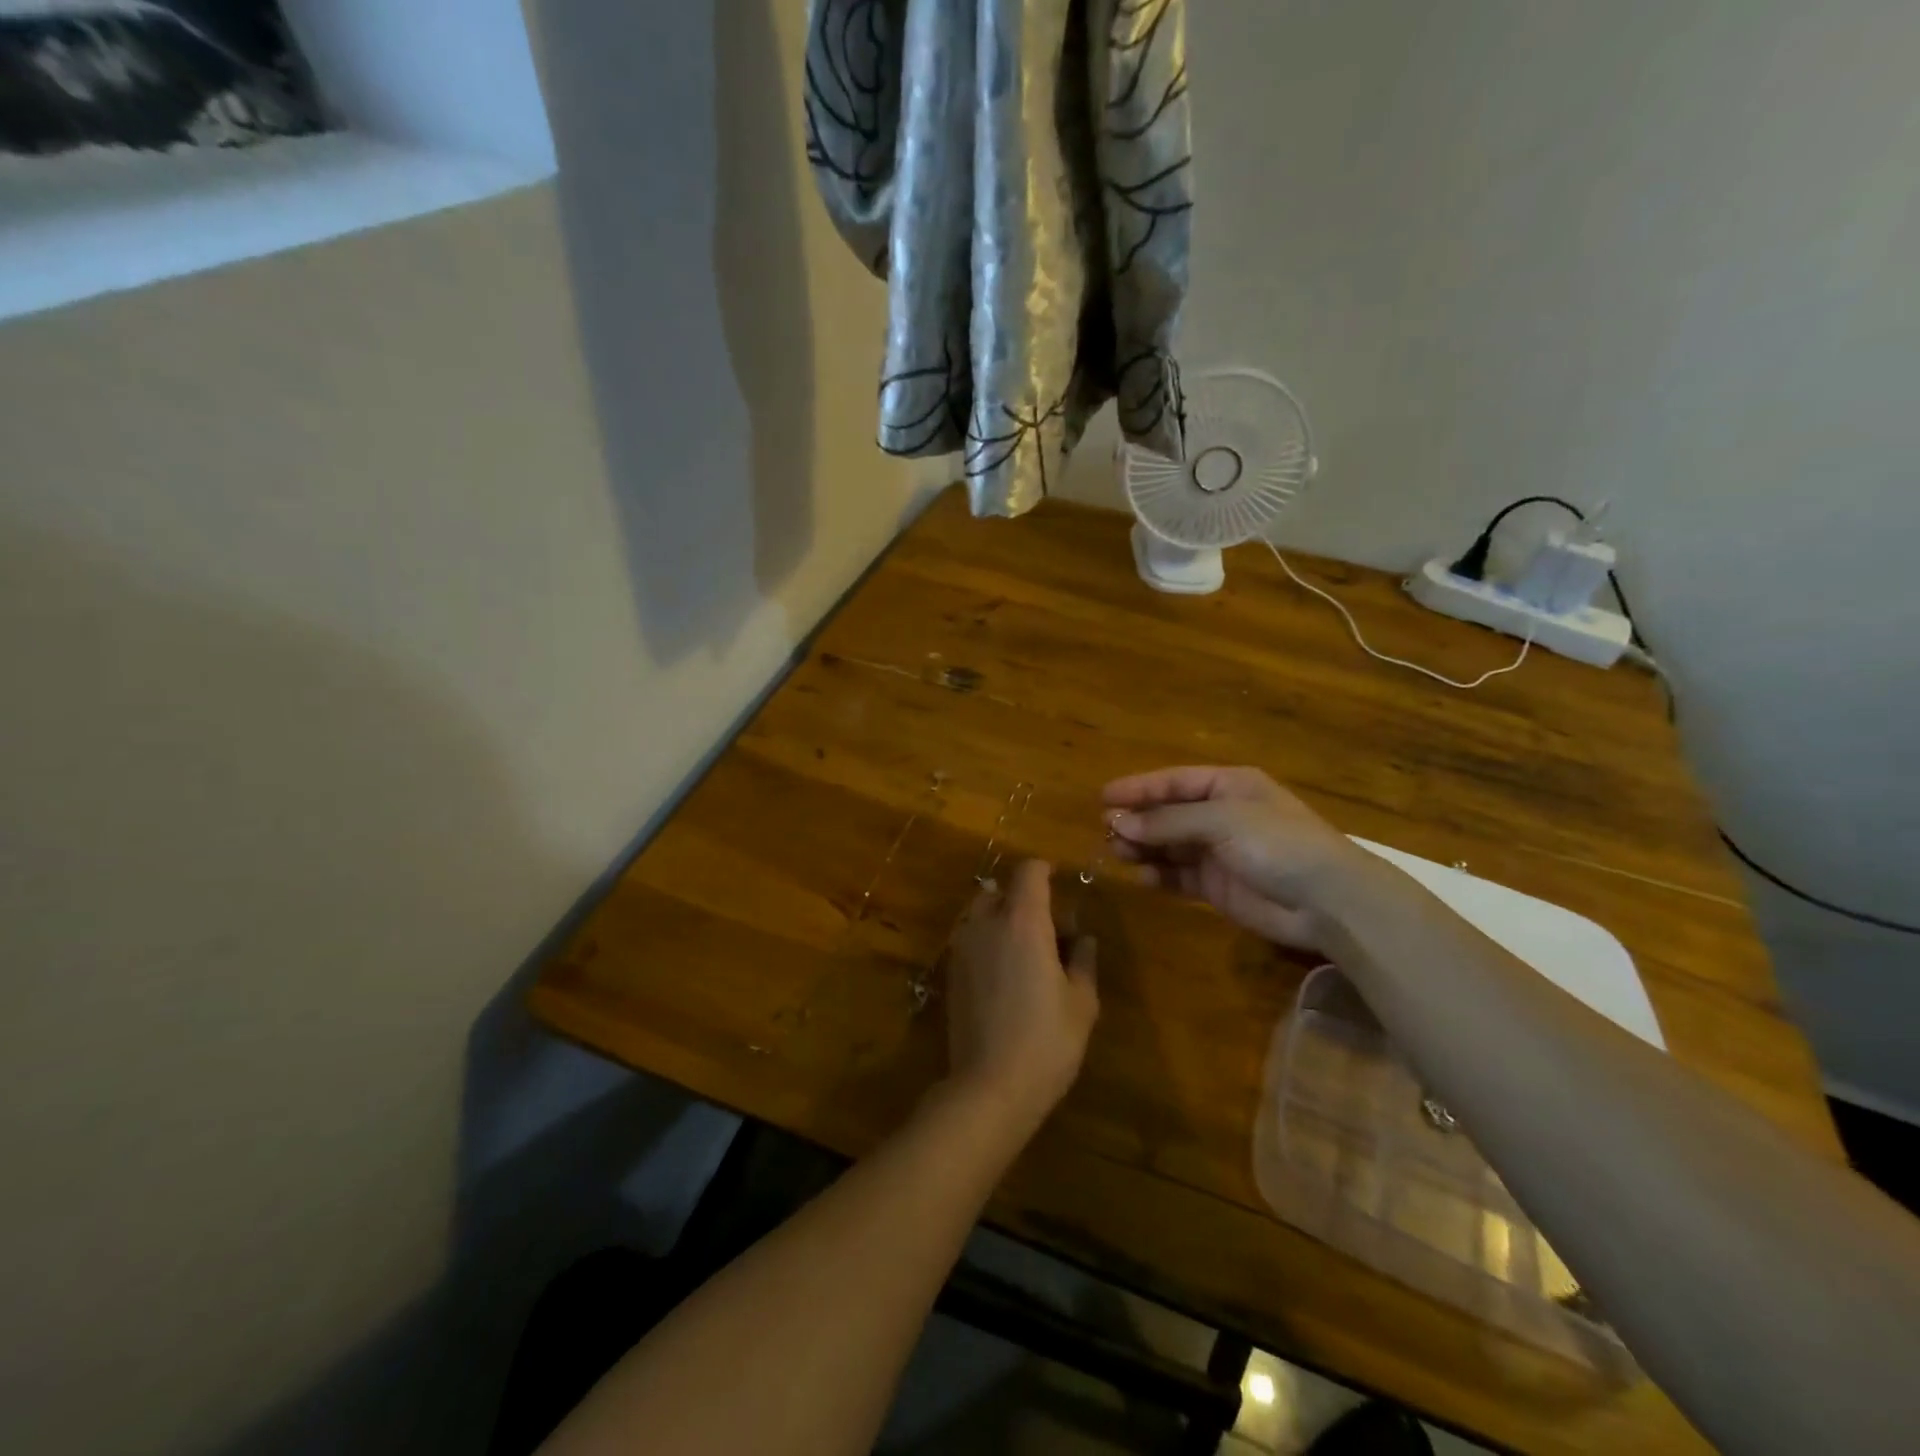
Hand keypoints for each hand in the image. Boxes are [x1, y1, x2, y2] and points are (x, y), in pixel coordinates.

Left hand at [944, 860, 1098, 1130]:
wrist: (989, 1086)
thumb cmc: (1046, 1041)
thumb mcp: (1082, 1003)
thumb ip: (1083, 961)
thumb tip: (1083, 939)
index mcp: (1023, 921)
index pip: (1029, 871)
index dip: (1045, 871)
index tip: (1061, 885)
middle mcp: (986, 923)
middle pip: (1000, 888)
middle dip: (1023, 898)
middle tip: (1048, 929)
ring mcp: (962, 946)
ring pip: (980, 912)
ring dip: (1001, 918)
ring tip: (1025, 952)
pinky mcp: (950, 971)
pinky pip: (969, 938)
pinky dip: (987, 941)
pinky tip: (1004, 976)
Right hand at [1103, 766, 1364, 948]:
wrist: (1327, 901)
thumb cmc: (1277, 843)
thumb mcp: (1222, 821)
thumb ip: (1168, 822)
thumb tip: (1118, 822)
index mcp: (1229, 786)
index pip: (1174, 782)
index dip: (1139, 788)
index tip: (1104, 797)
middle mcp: (1221, 815)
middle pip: (1168, 813)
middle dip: (1138, 819)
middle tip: (1106, 829)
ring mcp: (1219, 852)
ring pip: (1169, 845)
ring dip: (1143, 846)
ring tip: (1117, 852)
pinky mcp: (1217, 886)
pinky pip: (1178, 875)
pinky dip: (1158, 874)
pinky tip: (1139, 875)